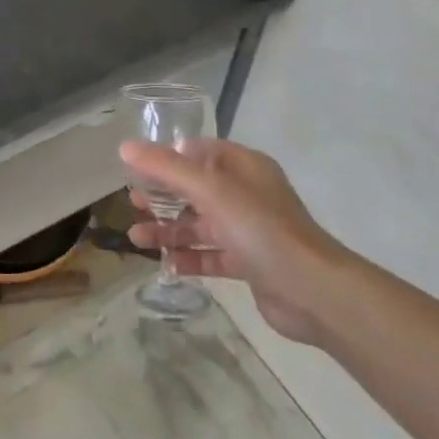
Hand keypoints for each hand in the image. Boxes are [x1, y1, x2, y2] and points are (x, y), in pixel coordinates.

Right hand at [120, 138, 348, 343]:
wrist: (312, 291)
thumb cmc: (261, 229)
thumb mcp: (211, 190)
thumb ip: (167, 168)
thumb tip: (125, 147)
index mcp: (244, 167)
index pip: (199, 152)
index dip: (168, 157)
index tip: (136, 167)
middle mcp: (246, 195)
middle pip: (195, 189)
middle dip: (162, 196)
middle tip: (133, 203)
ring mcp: (248, 231)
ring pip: (200, 224)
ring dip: (168, 230)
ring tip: (136, 238)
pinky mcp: (249, 264)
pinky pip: (210, 256)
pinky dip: (188, 259)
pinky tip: (165, 265)